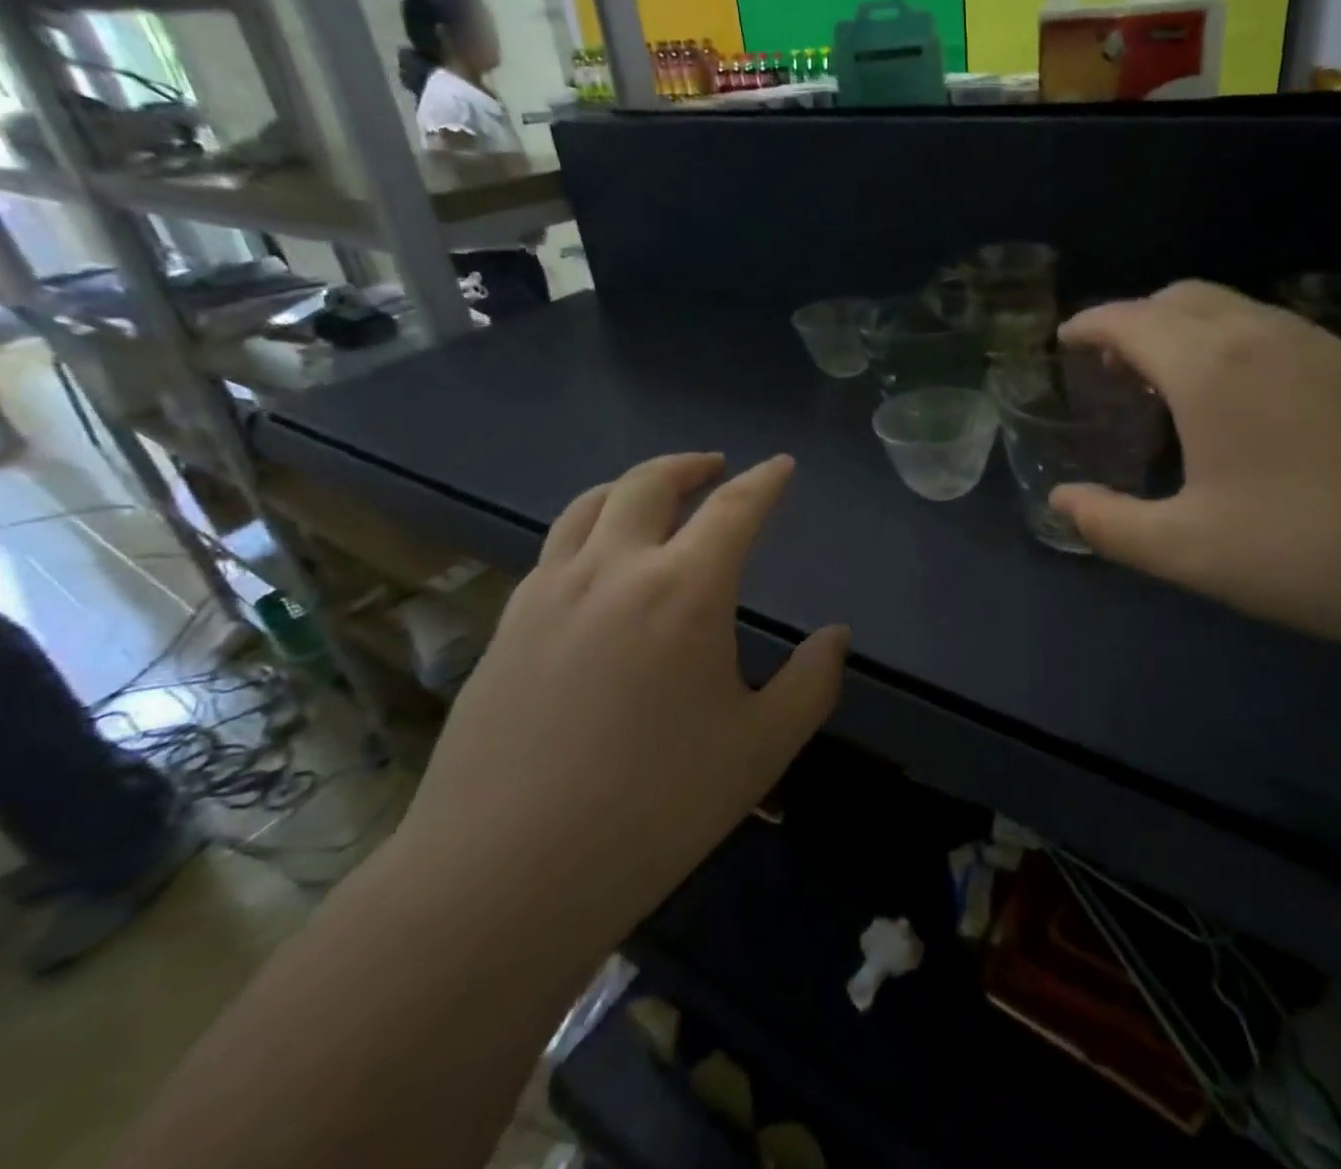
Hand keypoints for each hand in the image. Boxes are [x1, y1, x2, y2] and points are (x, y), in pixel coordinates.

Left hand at [398, 453, 846, 932]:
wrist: (505, 874)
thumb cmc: (654, 807)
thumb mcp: (760, 748)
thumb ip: (811, 683)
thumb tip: (835, 636)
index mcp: (685, 590)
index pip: (735, 508)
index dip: (765, 481)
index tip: (782, 466)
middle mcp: (614, 570)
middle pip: (649, 484)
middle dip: (690, 465)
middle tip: (714, 467)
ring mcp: (549, 593)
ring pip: (590, 505)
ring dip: (631, 486)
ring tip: (653, 496)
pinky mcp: (506, 626)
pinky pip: (554, 550)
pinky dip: (589, 530)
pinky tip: (597, 564)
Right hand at [1053, 282, 1340, 658]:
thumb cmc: (1308, 554)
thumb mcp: (1186, 551)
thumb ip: (1109, 523)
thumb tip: (1060, 501)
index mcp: (1209, 369)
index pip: (1131, 320)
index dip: (1090, 325)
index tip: (1067, 340)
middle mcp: (1263, 336)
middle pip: (1181, 298)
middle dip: (1136, 320)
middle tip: (1114, 368)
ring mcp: (1322, 345)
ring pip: (1233, 309)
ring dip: (1187, 329)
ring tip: (1172, 384)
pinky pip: (1275, 330)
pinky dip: (1233, 343)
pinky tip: (1244, 401)